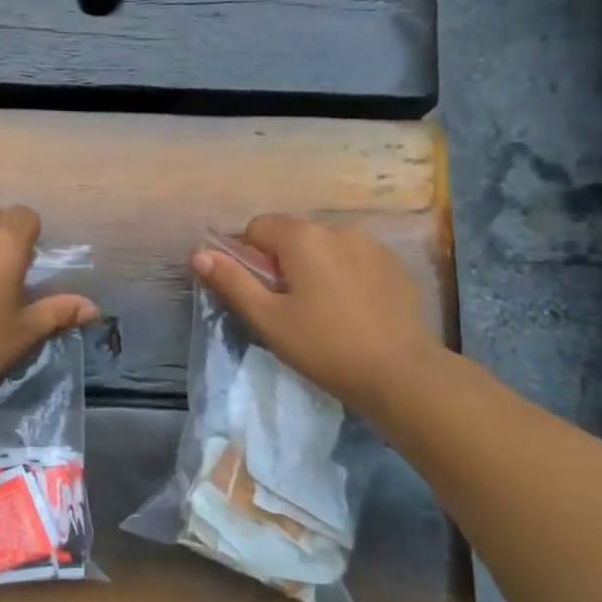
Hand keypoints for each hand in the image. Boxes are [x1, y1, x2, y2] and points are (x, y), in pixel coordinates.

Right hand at [192, 216, 442, 414]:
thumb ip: (231, 281)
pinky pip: (354, 260)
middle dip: (281, 263)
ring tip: (320, 312)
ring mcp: (372, 245)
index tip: (257, 293)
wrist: (403, 374)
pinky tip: (350, 312)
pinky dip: (343, 277)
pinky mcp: (395, 266)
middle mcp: (338, 229)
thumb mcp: (267, 318)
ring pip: (324, 248)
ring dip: (313, 268)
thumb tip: (198, 253)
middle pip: (292, 235)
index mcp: (303, 237)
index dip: (247, 257)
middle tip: (285, 308)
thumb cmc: (325, 346)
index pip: (257, 227)